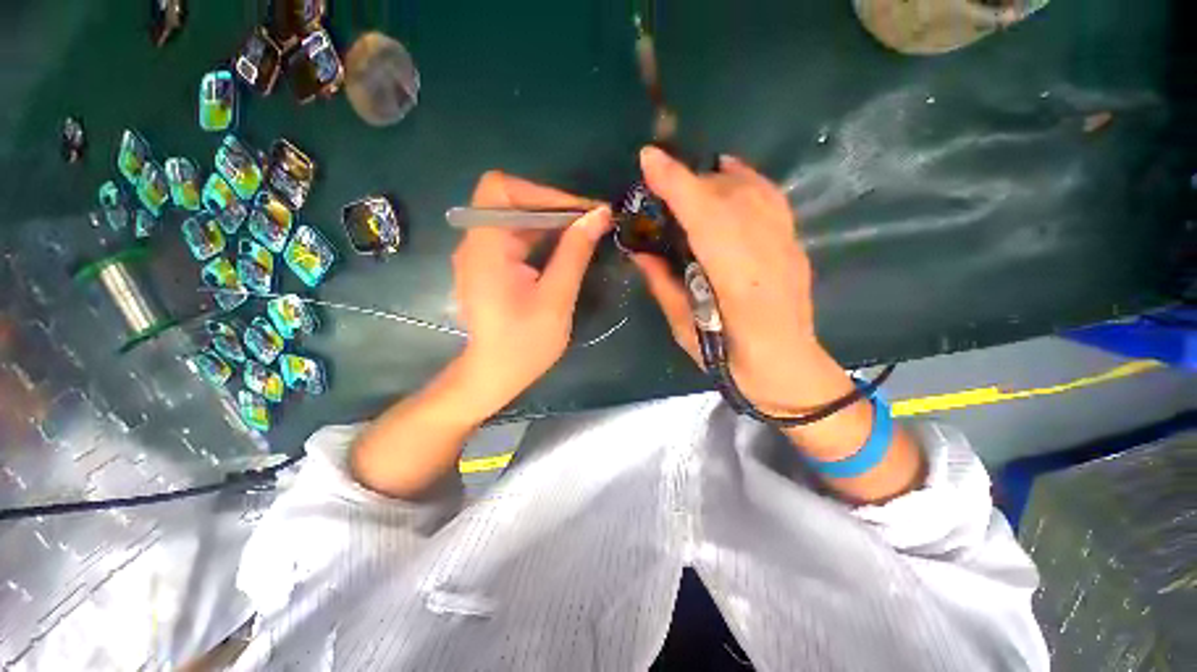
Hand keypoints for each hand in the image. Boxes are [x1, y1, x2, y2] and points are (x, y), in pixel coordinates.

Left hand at [452, 171, 612, 415]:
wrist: (494, 375)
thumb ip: (575, 254)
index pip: (501, 189)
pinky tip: (566, 249)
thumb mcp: (556, 299)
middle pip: (510, 202)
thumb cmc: (524, 344)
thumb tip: (599, 215)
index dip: (542, 193)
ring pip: (516, 219)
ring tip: (586, 233)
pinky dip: (542, 237)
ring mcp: (481, 255)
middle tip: (592, 221)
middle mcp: (476, 243)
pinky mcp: (490, 266)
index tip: (580, 211)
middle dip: (553, 207)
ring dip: (551, 222)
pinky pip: (516, 238)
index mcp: (486, 249)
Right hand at [633, 147, 819, 414]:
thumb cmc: (730, 360)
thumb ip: (662, 285)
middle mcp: (766, 252)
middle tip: (660, 181)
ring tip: (689, 179)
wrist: (787, 368)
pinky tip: (730, 176)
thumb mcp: (685, 328)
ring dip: (714, 177)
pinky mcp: (795, 243)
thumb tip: (639, 251)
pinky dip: (747, 179)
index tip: (648, 159)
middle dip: (688, 179)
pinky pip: (771, 197)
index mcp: (736, 280)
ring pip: (750, 190)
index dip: (676, 183)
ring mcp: (786, 244)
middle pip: (726, 196)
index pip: (704, 216)